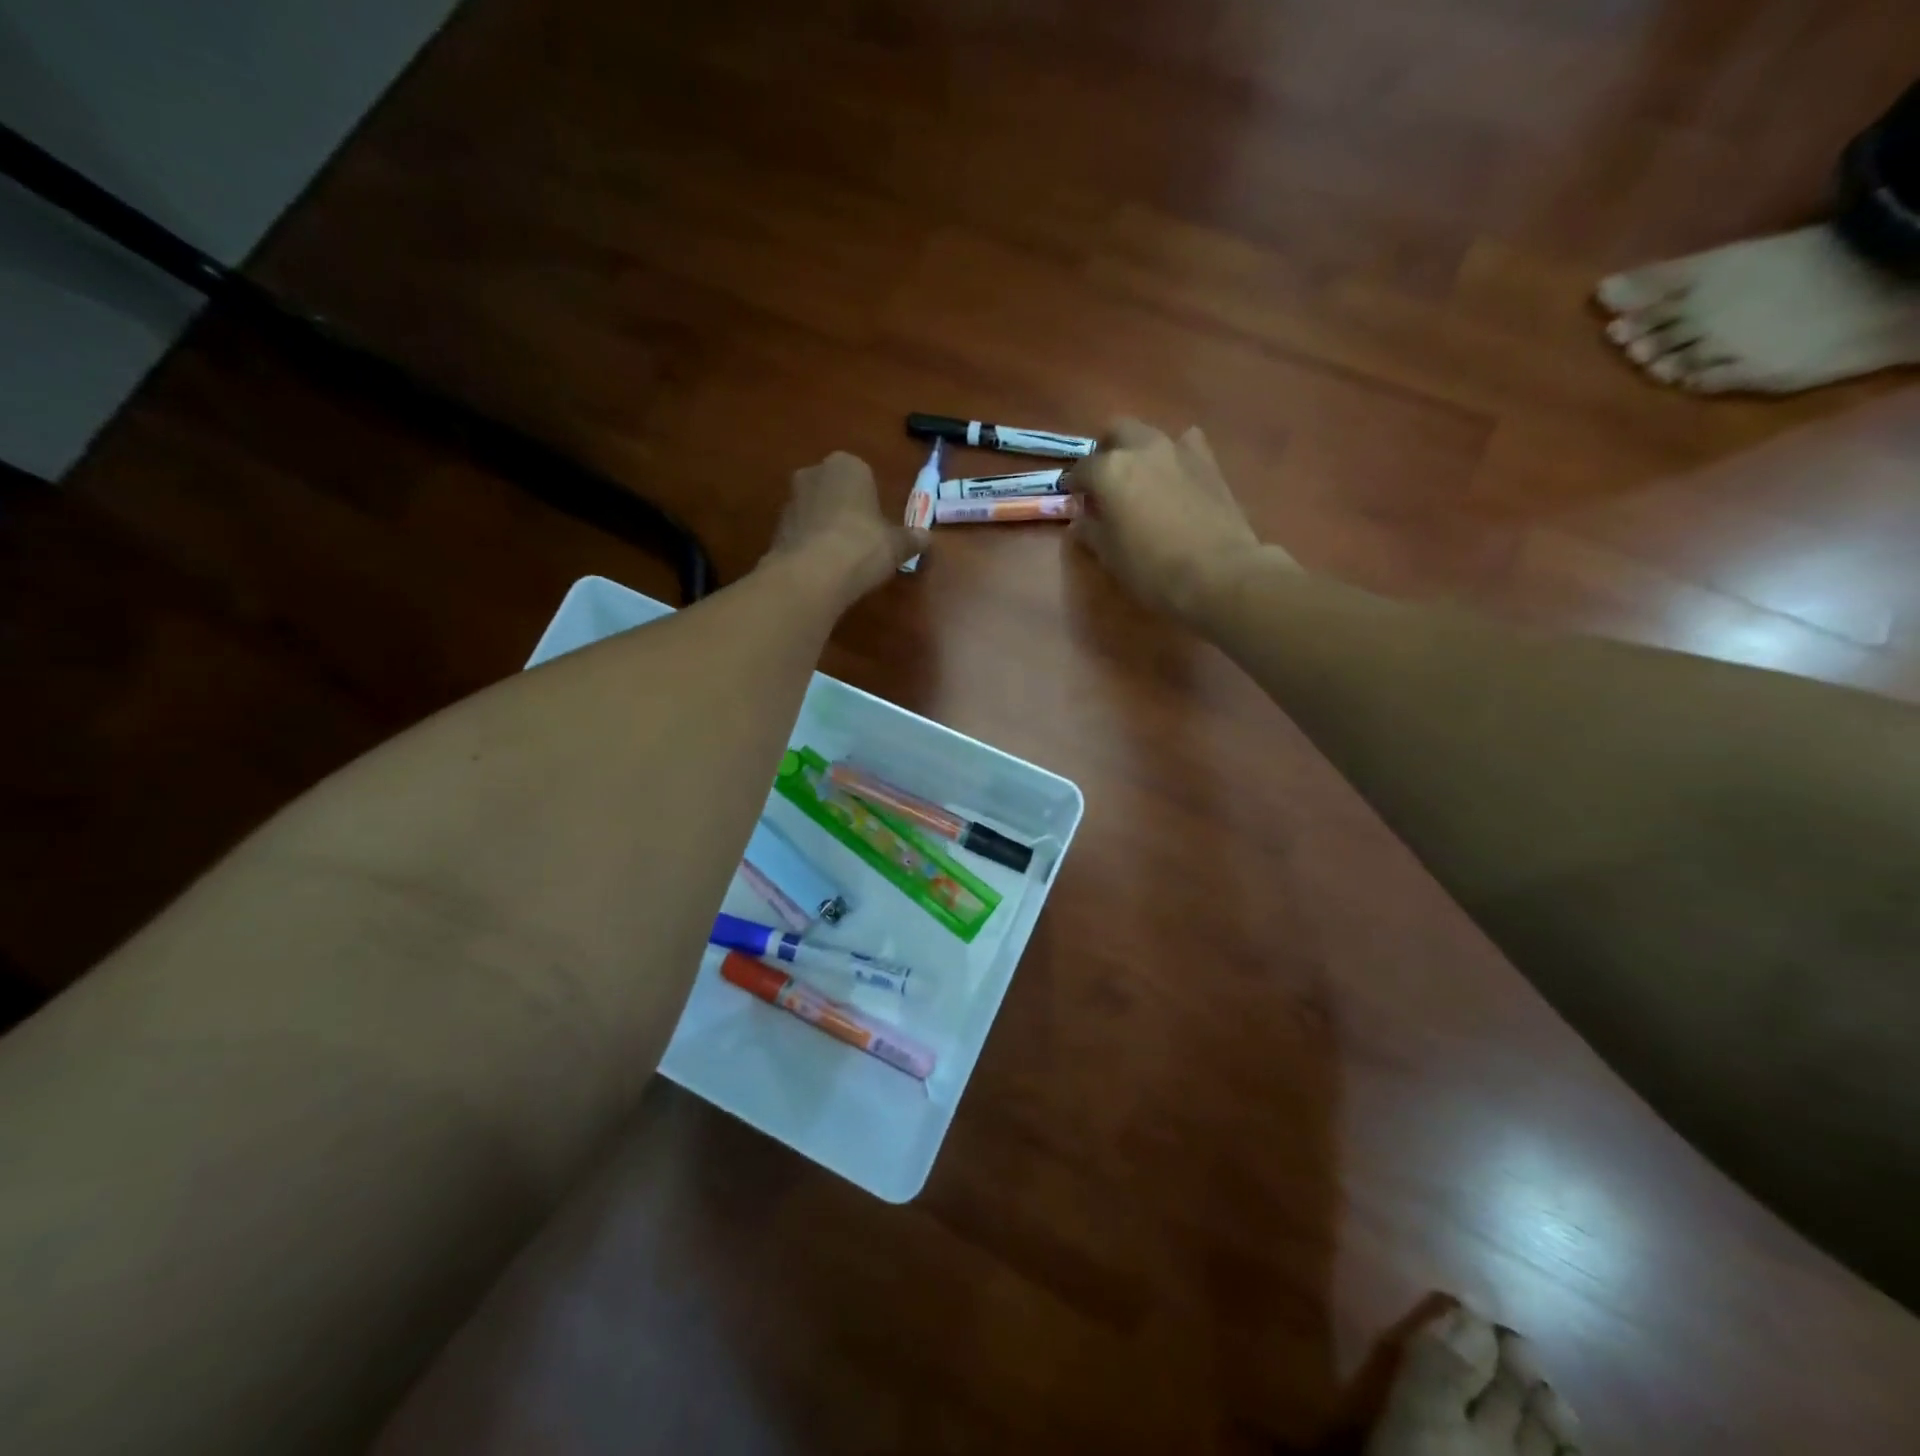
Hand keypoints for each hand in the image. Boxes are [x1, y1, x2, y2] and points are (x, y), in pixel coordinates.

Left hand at [763, 451, 929, 605]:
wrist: (813, 573)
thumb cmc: (863, 545)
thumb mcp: (896, 545)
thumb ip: (911, 539)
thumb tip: (927, 538)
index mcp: (847, 465)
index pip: (863, 476)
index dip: (871, 502)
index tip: (878, 527)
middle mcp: (814, 472)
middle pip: (835, 491)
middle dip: (845, 511)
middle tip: (861, 542)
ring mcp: (790, 499)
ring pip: (815, 511)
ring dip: (825, 529)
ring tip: (841, 561)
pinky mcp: (775, 528)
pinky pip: (801, 533)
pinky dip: (810, 546)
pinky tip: (822, 570)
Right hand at [1068, 418, 1284, 621]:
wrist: (1218, 573)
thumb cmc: (1152, 569)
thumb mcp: (1110, 556)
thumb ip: (1091, 531)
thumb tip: (1081, 520)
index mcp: (1110, 470)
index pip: (1081, 469)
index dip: (1075, 485)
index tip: (1076, 501)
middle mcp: (1142, 449)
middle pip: (1117, 431)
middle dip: (1107, 450)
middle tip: (1106, 481)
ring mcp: (1179, 450)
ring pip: (1151, 435)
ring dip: (1141, 451)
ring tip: (1141, 480)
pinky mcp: (1209, 462)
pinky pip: (1187, 445)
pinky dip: (1176, 455)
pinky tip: (1177, 477)